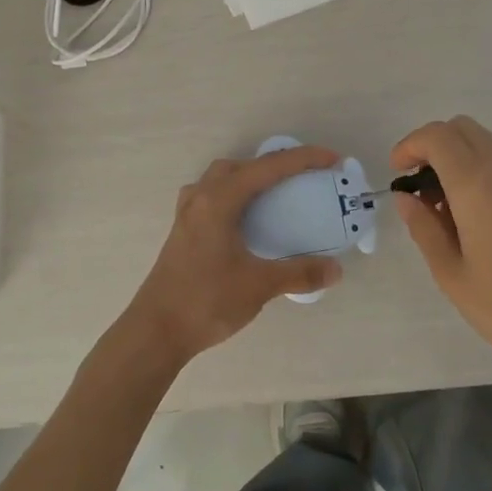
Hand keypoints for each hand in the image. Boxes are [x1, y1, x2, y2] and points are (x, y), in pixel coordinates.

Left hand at [126, 146, 344, 364]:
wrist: (156, 331)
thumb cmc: (206, 301)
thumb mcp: (258, 285)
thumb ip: (299, 273)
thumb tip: (336, 270)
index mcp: (219, 200)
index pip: (268, 168)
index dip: (303, 159)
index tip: (332, 159)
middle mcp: (200, 198)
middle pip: (241, 166)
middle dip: (274, 165)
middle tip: (303, 178)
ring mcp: (187, 214)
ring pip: (221, 179)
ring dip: (249, 178)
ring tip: (275, 195)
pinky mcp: (182, 232)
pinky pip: (211, 197)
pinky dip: (234, 197)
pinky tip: (244, 220)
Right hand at [390, 116, 491, 381]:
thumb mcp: (452, 274)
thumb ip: (424, 228)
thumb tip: (406, 197)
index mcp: (478, 185)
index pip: (438, 136)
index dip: (410, 146)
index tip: (398, 175)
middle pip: (464, 129)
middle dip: (433, 147)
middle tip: (419, 189)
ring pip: (487, 147)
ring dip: (459, 162)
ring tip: (447, 214)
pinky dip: (482, 177)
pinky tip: (478, 224)